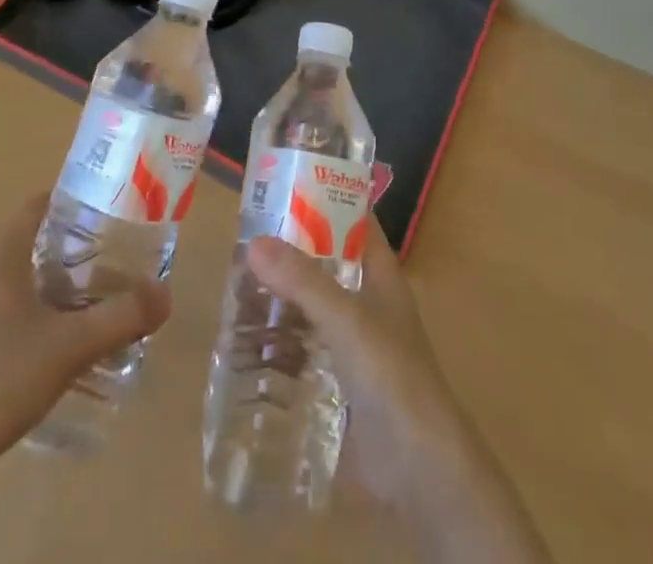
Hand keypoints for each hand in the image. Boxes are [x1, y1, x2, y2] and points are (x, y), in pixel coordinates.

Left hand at [0, 194, 171, 527]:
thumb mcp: (68, 347)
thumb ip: (120, 318)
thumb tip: (166, 295)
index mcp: (2, 252)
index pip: (43, 203)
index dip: (79, 201)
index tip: (116, 213)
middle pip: (38, 242)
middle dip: (80, 249)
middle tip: (121, 262)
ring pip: (26, 283)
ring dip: (62, 289)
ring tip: (103, 305)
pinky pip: (13, 317)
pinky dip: (42, 320)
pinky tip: (67, 349)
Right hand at [247, 221, 552, 562]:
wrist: (419, 470)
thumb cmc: (393, 376)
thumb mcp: (347, 319)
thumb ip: (303, 282)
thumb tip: (254, 242)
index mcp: (380, 275)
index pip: (354, 220)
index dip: (325, 198)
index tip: (283, 182)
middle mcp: (367, 303)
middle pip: (324, 264)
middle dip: (288, 253)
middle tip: (242, 240)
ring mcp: (352, 345)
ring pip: (309, 309)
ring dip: (278, 300)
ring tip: (232, 288)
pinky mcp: (336, 384)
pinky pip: (301, 353)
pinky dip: (276, 345)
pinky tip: (242, 344)